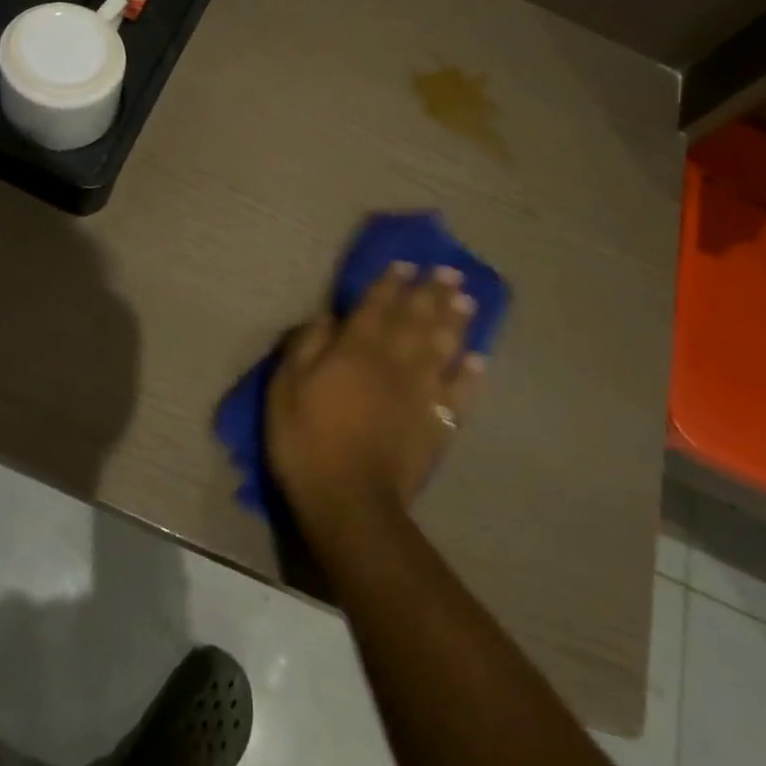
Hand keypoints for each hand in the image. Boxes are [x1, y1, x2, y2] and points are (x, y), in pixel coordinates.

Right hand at [265, 262, 483, 527]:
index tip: (406, 264)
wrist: (349, 501)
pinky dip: (470, 375)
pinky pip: (459, 394)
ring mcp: (420, 393)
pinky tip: (480, 360)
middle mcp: (394, 362)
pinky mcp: (436, 424)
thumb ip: (305, 346)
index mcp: (356, 349)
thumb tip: (327, 317)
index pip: (376, 306)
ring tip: (468, 300)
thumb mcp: (285, 387)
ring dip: (456, 322)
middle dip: (432, 293)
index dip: (390, 283)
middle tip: (449, 271)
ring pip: (443, 348)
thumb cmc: (306, 441)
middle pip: (416, 320)